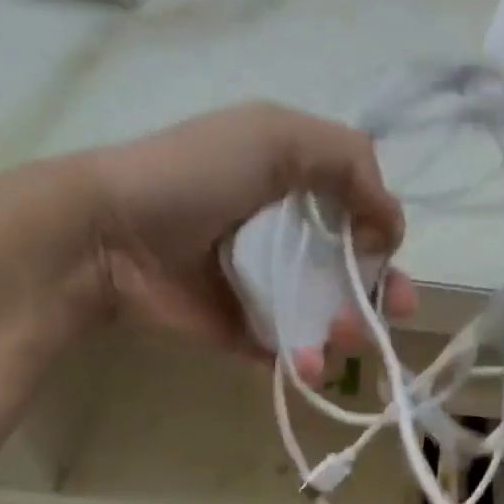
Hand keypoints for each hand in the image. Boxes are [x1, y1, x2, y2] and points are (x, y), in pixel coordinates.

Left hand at [82, 102, 416, 381]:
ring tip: (341, 338)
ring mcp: (269, 289)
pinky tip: (308, 366)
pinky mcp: (248, 333)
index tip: (384, 250)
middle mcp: (289, 239)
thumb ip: (348, 162)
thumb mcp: (276, 137)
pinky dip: (308, 364)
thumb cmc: (196, 177)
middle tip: (392, 312)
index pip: (361, 217)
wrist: (112, 236)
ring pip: (332, 318)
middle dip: (381, 295)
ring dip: (350, 332)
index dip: (384, 237)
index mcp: (299, 187)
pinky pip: (293, 352)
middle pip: (355, 273)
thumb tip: (391, 226)